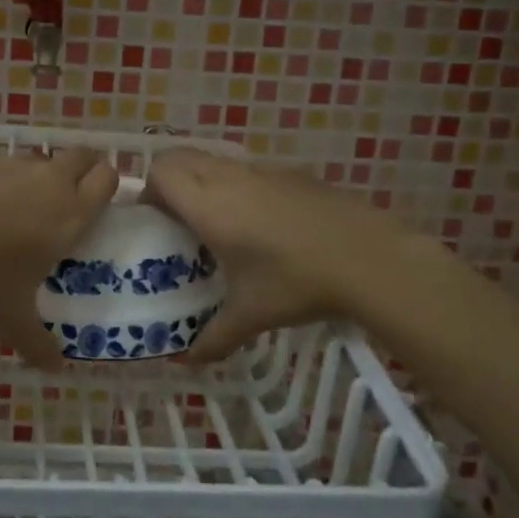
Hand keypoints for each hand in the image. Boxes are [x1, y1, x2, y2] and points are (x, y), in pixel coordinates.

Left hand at [0, 148, 118, 370]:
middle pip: (82, 156)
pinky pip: (6, 167)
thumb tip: (56, 368)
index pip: (106, 178)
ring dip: (44, 175)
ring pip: (42, 160)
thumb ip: (38, 343)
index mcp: (69, 214)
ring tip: (27, 210)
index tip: (100, 206)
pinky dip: (6, 181)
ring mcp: (11, 168)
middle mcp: (48, 182)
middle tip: (73, 201)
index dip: (108, 185)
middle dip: (84, 171)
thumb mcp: (11, 319)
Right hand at [142, 148, 407, 363]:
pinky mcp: (291, 172)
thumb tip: (188, 361)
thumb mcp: (252, 315)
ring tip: (219, 222)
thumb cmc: (298, 283)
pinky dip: (238, 185)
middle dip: (170, 180)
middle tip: (177, 220)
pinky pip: (248, 169)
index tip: (155, 221)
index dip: (148, 190)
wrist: (370, 258)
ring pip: (215, 160)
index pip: (160, 171)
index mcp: (209, 205)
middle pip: (180, 156)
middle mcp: (229, 178)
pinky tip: (263, 224)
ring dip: (204, 181)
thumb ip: (214, 337)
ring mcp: (262, 170)